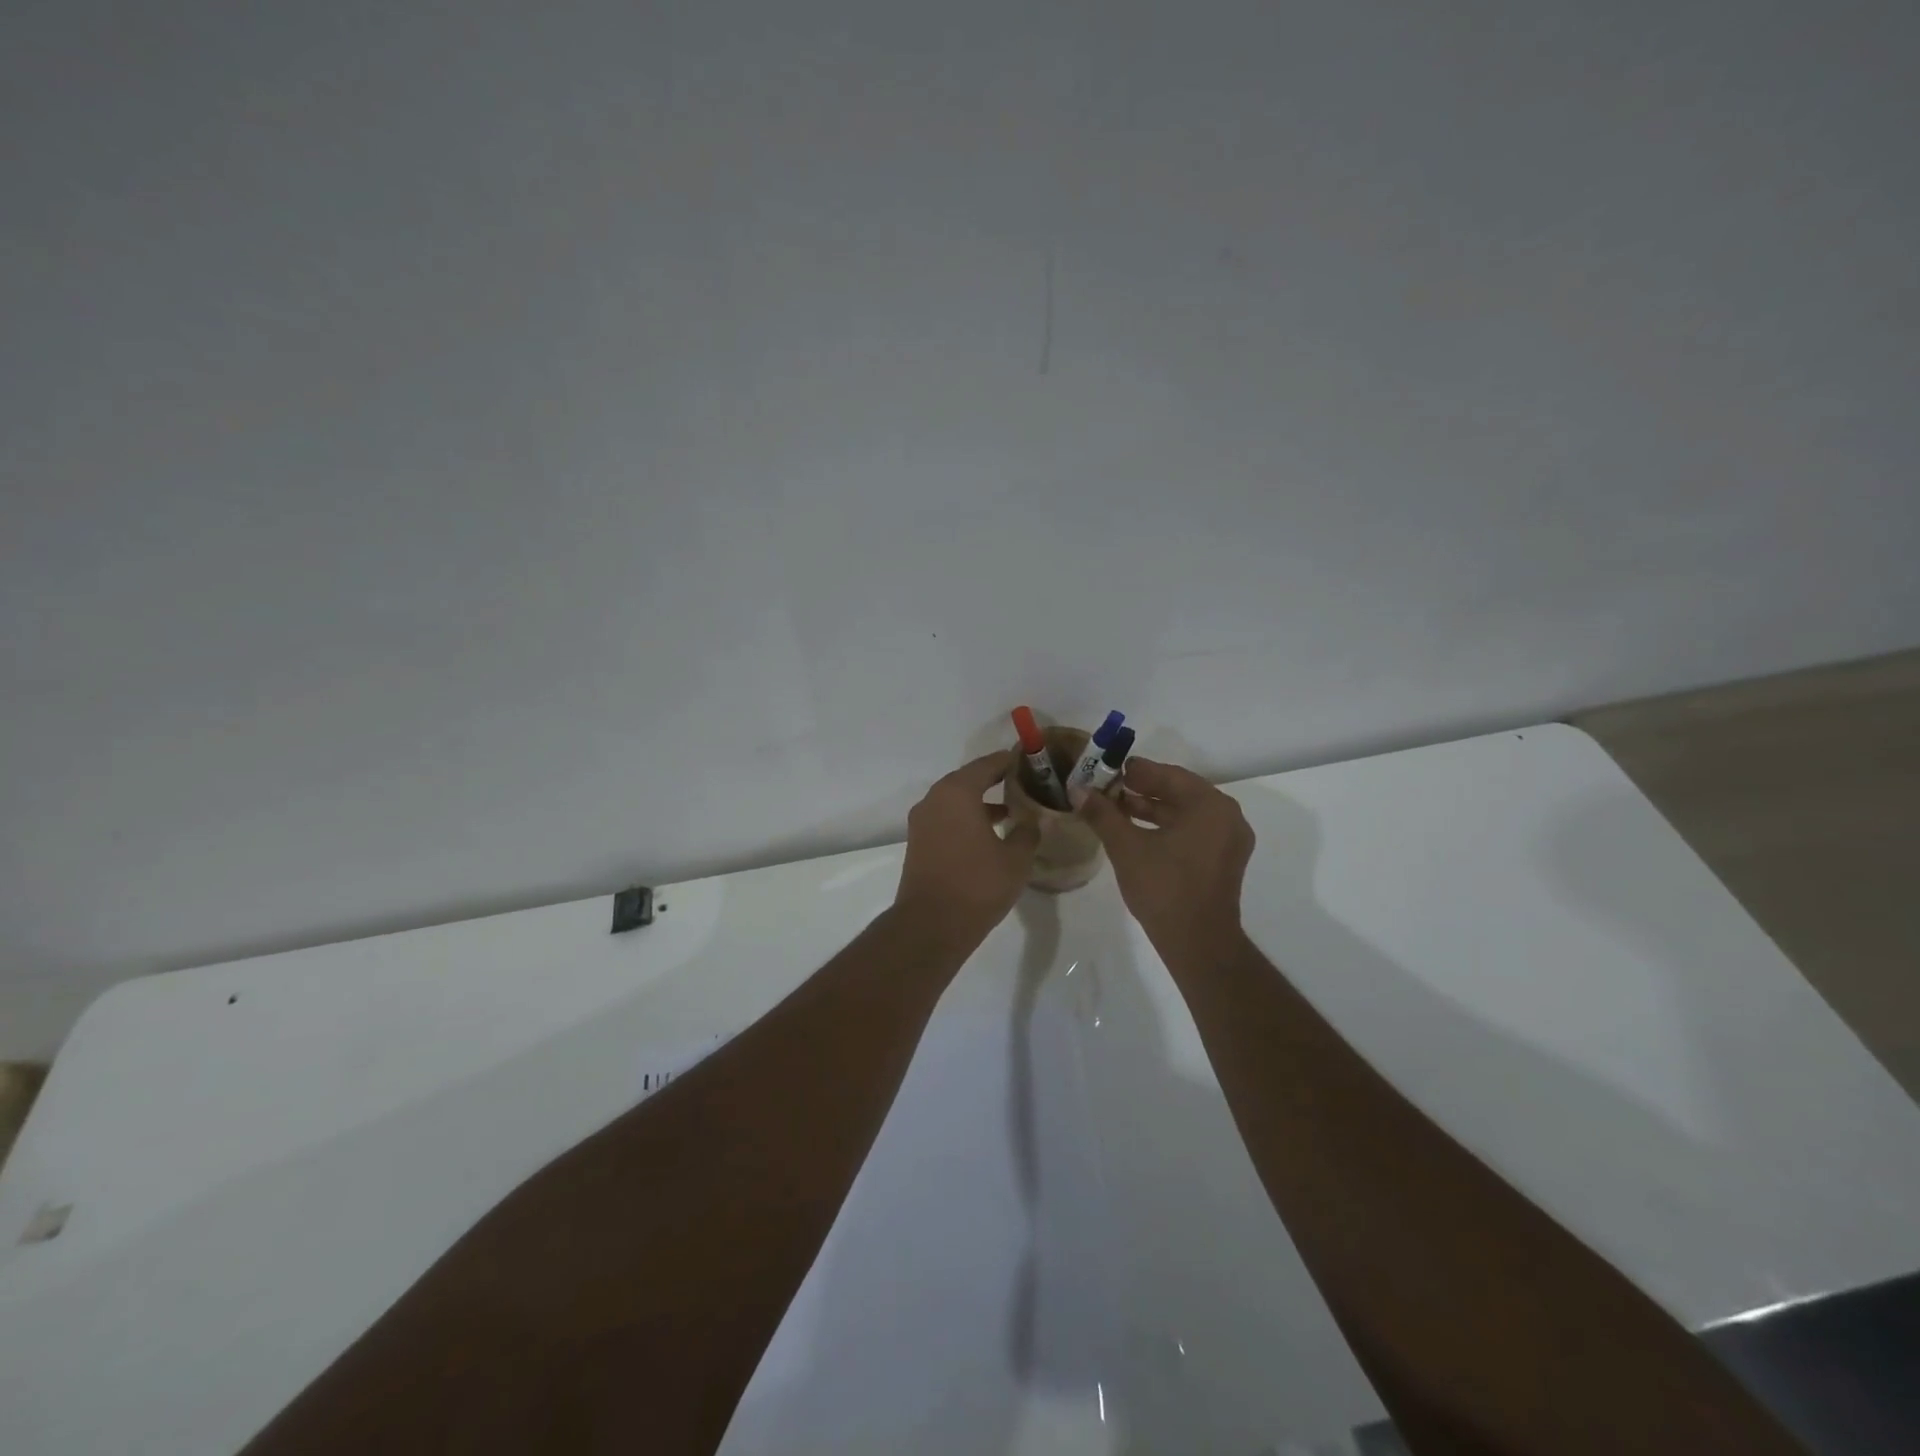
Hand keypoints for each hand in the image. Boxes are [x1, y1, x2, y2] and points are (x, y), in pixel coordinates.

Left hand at [894, 751, 1040, 946]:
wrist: (931, 924)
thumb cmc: (977, 885)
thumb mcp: (1015, 859)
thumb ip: (1027, 833)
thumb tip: (1033, 821)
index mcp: (957, 792)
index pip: (987, 765)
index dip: (1009, 761)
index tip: (1028, 761)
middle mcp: (935, 799)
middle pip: (968, 779)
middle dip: (994, 780)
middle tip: (1022, 783)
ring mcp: (922, 821)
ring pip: (955, 801)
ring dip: (980, 802)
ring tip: (1010, 811)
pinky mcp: (918, 842)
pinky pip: (946, 819)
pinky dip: (966, 819)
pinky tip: (988, 835)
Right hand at [1074, 758, 1254, 960]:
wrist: (1198, 943)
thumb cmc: (1164, 888)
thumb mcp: (1126, 847)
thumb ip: (1103, 814)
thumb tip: (1079, 789)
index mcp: (1210, 805)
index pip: (1167, 774)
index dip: (1133, 771)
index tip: (1105, 769)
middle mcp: (1227, 815)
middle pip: (1178, 791)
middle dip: (1141, 789)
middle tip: (1107, 788)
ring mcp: (1229, 839)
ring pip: (1185, 812)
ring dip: (1151, 808)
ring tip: (1115, 808)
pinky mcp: (1224, 859)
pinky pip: (1193, 830)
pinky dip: (1166, 826)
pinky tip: (1136, 831)